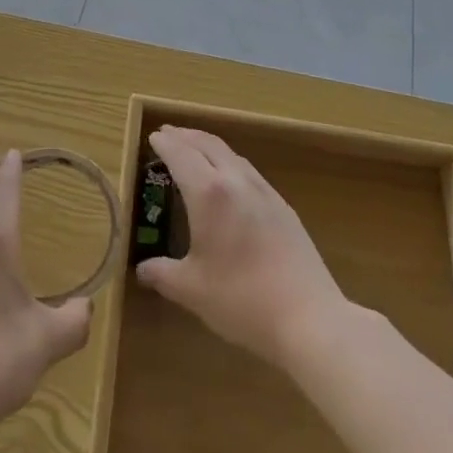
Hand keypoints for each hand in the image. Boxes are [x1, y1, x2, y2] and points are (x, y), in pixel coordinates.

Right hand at [135, 126, 351, 371]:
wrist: (310, 318)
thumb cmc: (242, 300)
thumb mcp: (191, 290)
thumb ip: (162, 275)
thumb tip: (142, 270)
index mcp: (209, 193)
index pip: (181, 155)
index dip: (165, 144)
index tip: (152, 137)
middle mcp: (236, 182)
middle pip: (208, 145)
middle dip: (186, 136)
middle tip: (168, 134)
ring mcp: (264, 192)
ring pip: (232, 154)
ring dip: (209, 145)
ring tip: (195, 149)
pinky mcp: (283, 208)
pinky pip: (249, 171)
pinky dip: (230, 162)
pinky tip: (230, 179)